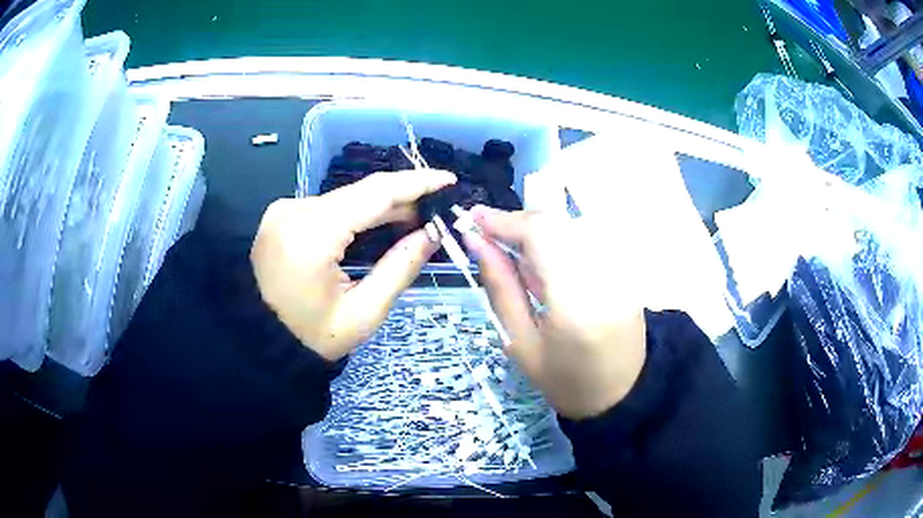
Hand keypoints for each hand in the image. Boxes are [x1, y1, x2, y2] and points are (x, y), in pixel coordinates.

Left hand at [251, 170, 456, 360]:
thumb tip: (433, 233)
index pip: (373, 194)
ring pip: (346, 198)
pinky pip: (329, 206)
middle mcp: (294, 210)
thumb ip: (400, 268)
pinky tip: (380, 224)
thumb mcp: (363, 313)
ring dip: (381, 207)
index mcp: (311, 236)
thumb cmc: (311, 337)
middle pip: (360, 193)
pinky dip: (358, 213)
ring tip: (416, 219)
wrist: (259, 341)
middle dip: (403, 198)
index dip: (416, 183)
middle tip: (437, 211)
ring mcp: (285, 210)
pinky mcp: (283, 215)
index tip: (449, 180)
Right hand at [463, 206, 646, 419]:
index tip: (473, 219)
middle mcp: (603, 275)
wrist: (622, 392)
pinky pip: (585, 238)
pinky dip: (557, 241)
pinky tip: (546, 265)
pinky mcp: (626, 267)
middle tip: (489, 238)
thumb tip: (476, 242)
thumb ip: (500, 287)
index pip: (540, 235)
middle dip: (517, 224)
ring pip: (569, 226)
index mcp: (574, 302)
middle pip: (555, 223)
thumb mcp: (520, 343)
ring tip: (515, 256)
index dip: (504, 220)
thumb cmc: (564, 380)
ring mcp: (620, 269)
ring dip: (536, 232)